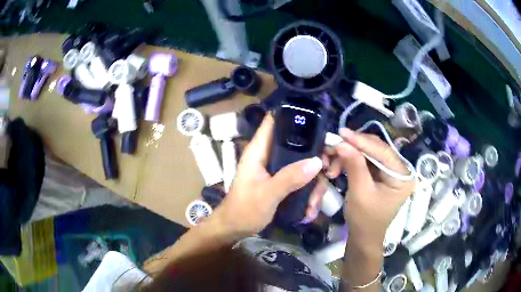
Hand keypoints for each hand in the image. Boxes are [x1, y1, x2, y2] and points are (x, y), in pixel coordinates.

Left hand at [213, 114, 325, 235]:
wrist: (234, 229)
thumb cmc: (244, 210)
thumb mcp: (267, 194)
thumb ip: (290, 178)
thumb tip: (317, 162)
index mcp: (259, 150)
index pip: (274, 121)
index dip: (294, 115)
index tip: (318, 123)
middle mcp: (269, 156)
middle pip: (298, 145)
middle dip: (315, 160)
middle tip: (327, 173)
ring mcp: (276, 170)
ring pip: (303, 166)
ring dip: (313, 185)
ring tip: (312, 205)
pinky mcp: (281, 183)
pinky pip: (300, 181)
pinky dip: (307, 194)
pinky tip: (308, 210)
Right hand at [333, 128, 414, 251]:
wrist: (364, 238)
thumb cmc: (365, 220)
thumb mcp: (360, 193)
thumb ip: (354, 165)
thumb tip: (341, 142)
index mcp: (403, 176)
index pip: (383, 152)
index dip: (362, 141)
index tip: (341, 133)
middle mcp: (400, 170)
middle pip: (377, 149)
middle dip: (354, 147)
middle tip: (333, 146)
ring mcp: (391, 171)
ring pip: (369, 153)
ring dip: (350, 154)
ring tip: (332, 162)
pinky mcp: (381, 174)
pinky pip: (366, 161)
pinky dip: (351, 160)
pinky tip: (339, 164)